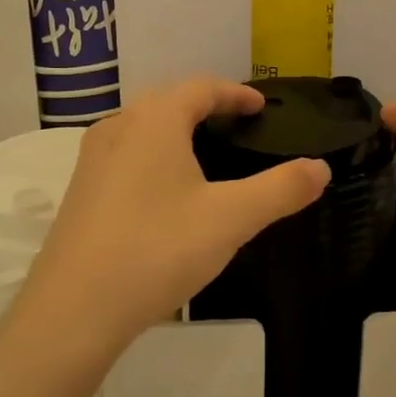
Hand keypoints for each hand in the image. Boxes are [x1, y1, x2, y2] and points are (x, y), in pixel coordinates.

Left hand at [16, 78, 328, 361]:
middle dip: (205, 107)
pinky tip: (165, 192)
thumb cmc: (157, 249)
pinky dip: (153, 156)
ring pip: (142, 128)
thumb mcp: (231, 219)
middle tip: (237, 126)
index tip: (261, 107)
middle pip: (168, 101)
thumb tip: (321, 168)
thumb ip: (280, 190)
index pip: (201, 88)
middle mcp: (119, 127)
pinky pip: (125, 156)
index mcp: (154, 120)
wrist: (74, 309)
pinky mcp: (80, 191)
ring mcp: (92, 159)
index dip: (235, 93)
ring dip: (176, 131)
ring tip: (205, 154)